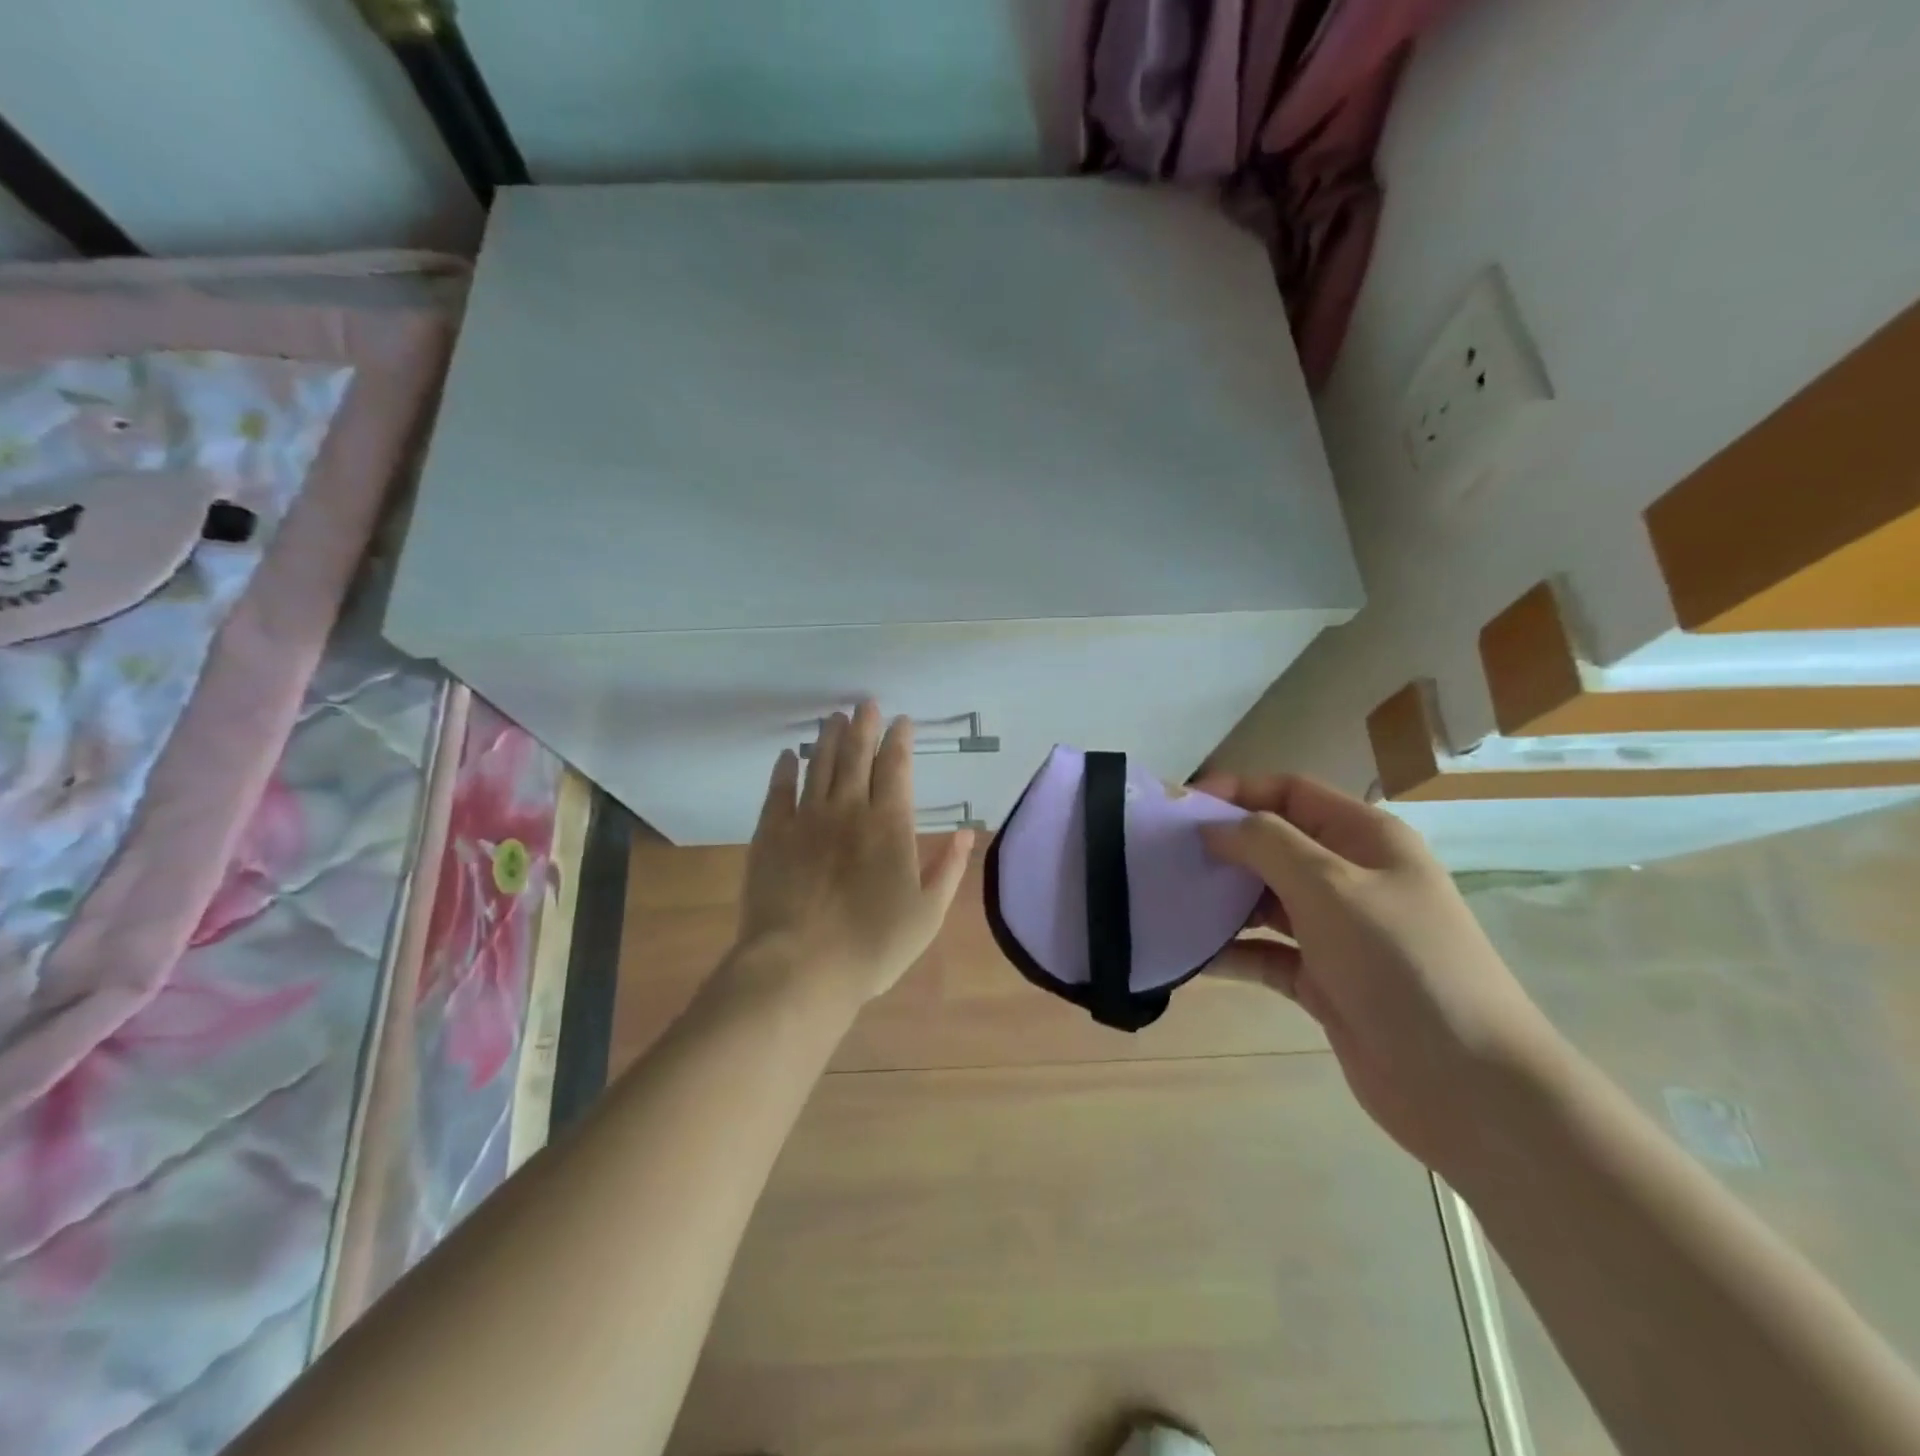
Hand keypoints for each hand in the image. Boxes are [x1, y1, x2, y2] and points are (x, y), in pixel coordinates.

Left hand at [731, 703, 974, 1007]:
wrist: (800, 966)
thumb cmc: (872, 945)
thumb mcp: (927, 914)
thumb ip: (948, 868)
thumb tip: (965, 831)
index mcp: (890, 825)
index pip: (896, 768)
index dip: (899, 740)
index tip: (901, 721)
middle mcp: (849, 809)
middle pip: (857, 755)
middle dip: (864, 726)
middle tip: (866, 704)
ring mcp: (806, 818)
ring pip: (820, 764)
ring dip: (829, 738)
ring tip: (834, 717)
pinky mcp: (771, 833)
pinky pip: (779, 790)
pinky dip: (785, 769)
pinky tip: (789, 755)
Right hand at [1195, 773, 1564, 1175]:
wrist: (1467, 1085)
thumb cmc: (1401, 963)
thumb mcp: (1331, 886)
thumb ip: (1266, 844)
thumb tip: (1213, 826)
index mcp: (1365, 838)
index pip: (1290, 793)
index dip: (1237, 791)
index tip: (1182, 808)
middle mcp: (1350, 877)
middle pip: (1273, 845)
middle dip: (1221, 847)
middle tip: (1162, 857)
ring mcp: (1336, 932)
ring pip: (1264, 900)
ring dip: (1220, 900)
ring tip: (1166, 902)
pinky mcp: (1322, 980)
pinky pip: (1265, 953)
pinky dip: (1232, 951)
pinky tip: (1190, 956)